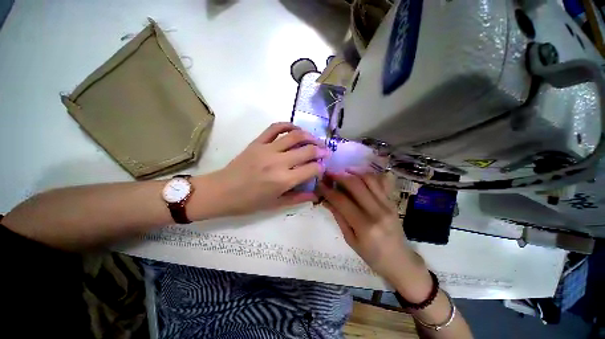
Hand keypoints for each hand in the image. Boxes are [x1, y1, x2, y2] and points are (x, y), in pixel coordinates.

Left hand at [211, 122, 328, 215]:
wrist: (221, 191)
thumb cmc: (249, 202)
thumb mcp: (276, 204)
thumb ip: (298, 198)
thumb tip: (316, 194)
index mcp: (284, 180)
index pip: (311, 169)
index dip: (321, 167)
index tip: (323, 167)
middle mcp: (278, 162)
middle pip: (307, 150)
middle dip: (321, 150)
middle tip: (326, 151)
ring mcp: (267, 149)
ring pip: (294, 136)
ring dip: (309, 136)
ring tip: (315, 139)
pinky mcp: (257, 142)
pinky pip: (275, 128)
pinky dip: (288, 125)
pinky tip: (295, 129)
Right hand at [319, 170, 430, 298]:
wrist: (400, 261)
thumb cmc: (372, 256)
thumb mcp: (351, 240)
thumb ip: (339, 217)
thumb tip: (326, 200)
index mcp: (365, 226)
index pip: (342, 201)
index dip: (328, 191)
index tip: (320, 184)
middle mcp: (377, 212)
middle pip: (356, 185)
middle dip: (339, 176)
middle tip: (329, 174)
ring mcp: (388, 205)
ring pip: (369, 179)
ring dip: (354, 172)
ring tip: (343, 171)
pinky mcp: (393, 202)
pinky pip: (381, 182)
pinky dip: (369, 175)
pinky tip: (359, 175)